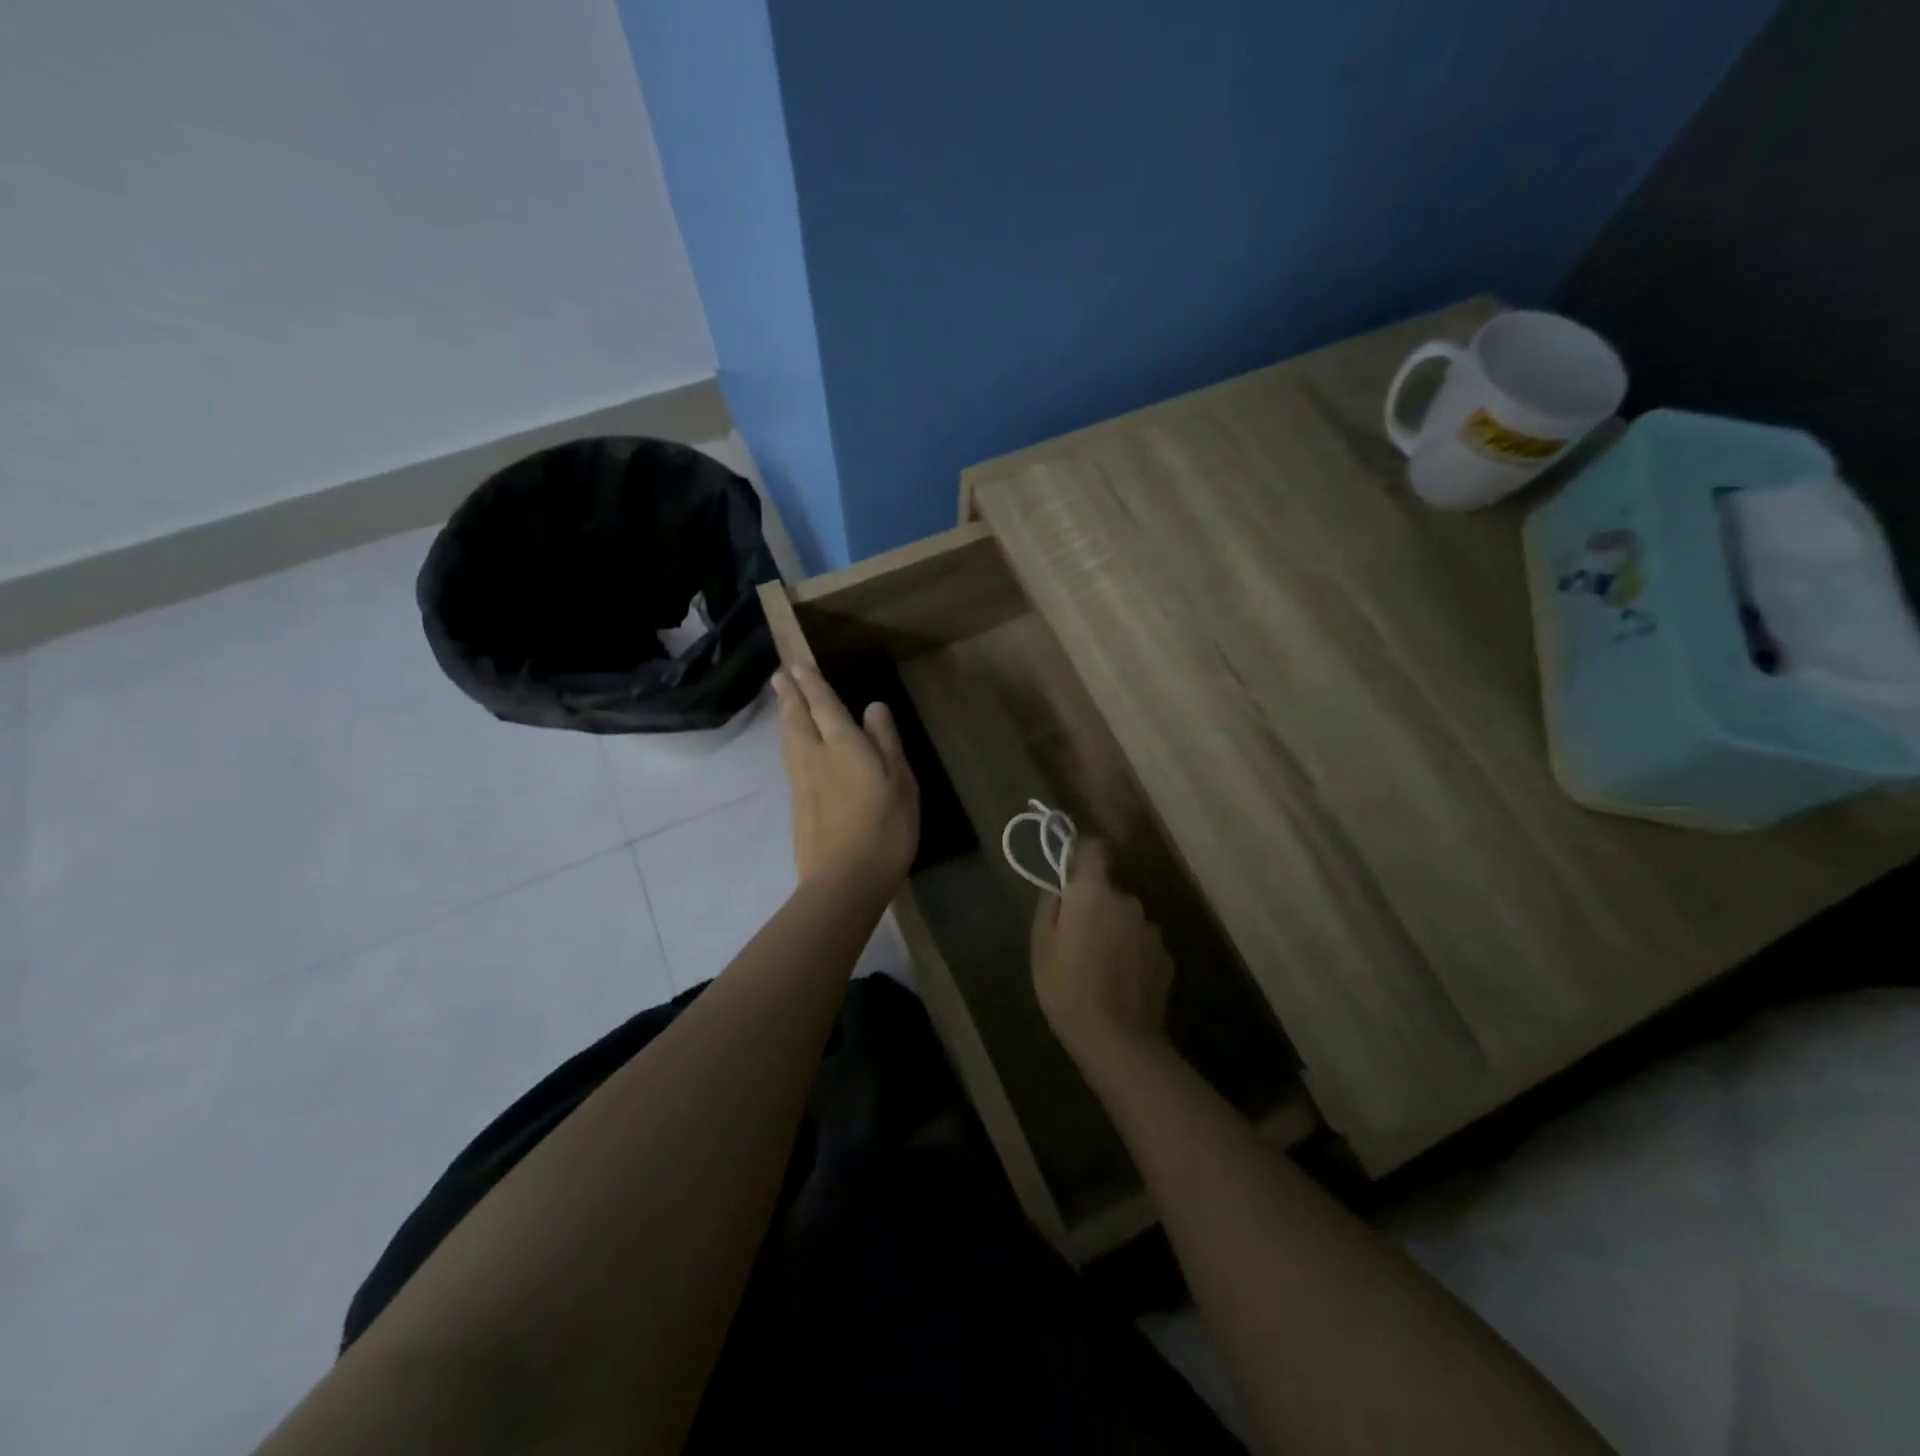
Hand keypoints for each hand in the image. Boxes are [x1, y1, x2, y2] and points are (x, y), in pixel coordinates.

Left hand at [774, 663, 919, 900]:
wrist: (844, 882)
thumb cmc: (885, 829)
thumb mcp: (901, 783)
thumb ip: (886, 742)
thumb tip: (874, 707)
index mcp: (843, 746)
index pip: (824, 706)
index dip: (812, 685)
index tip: (799, 667)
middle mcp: (815, 757)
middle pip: (797, 719)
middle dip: (789, 695)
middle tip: (779, 676)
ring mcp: (801, 783)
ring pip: (788, 740)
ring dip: (785, 716)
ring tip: (782, 703)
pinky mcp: (796, 805)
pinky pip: (789, 759)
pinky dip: (788, 742)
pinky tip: (792, 745)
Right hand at [1031, 839, 1173, 1059]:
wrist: (1116, 1039)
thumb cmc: (1066, 988)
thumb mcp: (1041, 945)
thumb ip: (1050, 906)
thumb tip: (1061, 888)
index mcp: (1094, 893)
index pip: (1094, 849)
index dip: (1082, 854)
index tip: (1071, 871)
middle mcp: (1128, 901)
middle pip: (1109, 891)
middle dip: (1096, 906)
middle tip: (1078, 938)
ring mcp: (1152, 930)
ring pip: (1128, 919)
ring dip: (1116, 931)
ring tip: (1100, 966)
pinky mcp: (1167, 958)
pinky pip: (1143, 945)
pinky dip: (1133, 955)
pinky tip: (1120, 982)